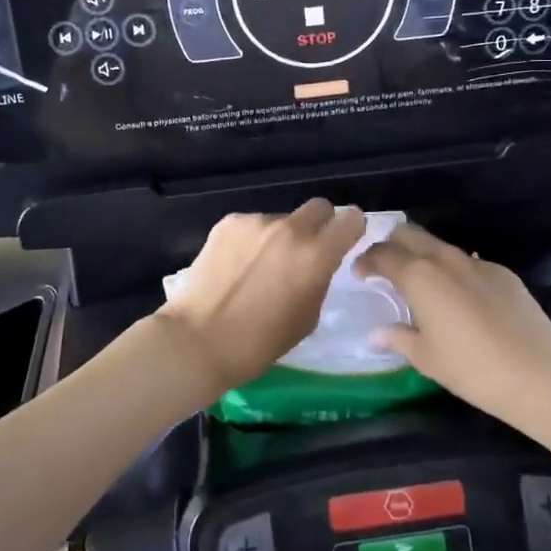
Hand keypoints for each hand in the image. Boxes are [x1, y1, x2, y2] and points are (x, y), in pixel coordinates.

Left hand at [157, 200, 366, 396]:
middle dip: (319, 225)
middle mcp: (290, 229)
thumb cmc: (259, 343)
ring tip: (258, 268)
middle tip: (304, 252)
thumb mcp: (307, 318)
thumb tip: (319, 262)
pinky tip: (236, 266)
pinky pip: (252, 225)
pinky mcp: (228, 222)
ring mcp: (256, 221)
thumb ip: (319, 279)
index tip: (342, 242)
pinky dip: (251, 240)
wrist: (198, 340)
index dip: (350, 230)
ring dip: (279, 237)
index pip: (352, 219)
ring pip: (282, 219)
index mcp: (316, 255)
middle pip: (319, 207)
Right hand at [360, 224, 550, 432]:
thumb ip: (398, 339)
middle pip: (409, 234)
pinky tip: (459, 297)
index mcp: (419, 276)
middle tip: (384, 267)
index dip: (366, 260)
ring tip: (419, 281)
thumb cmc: (472, 368)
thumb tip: (376, 335)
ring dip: (422, 255)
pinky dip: (453, 270)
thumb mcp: (427, 358)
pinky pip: (468, 262)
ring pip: (439, 245)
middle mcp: (444, 259)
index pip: (383, 254)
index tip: (359, 274)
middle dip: (391, 244)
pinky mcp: (503, 273)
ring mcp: (477, 263)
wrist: (539, 373)